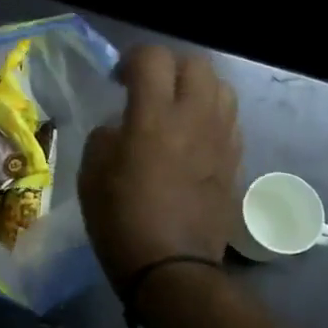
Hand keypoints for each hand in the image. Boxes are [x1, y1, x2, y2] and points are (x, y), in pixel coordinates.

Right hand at [78, 45, 241, 284]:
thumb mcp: (92, 173)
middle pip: (196, 63)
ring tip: (176, 108)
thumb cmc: (121, 220)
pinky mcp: (236, 162)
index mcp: (154, 116)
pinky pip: (230, 120)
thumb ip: (106, 136)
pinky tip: (194, 137)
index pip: (152, 58)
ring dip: (196, 88)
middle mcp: (195, 118)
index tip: (118, 79)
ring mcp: (221, 139)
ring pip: (221, 87)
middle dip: (169, 66)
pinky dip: (211, 116)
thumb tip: (122, 127)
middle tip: (149, 87)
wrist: (172, 269)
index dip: (132, 58)